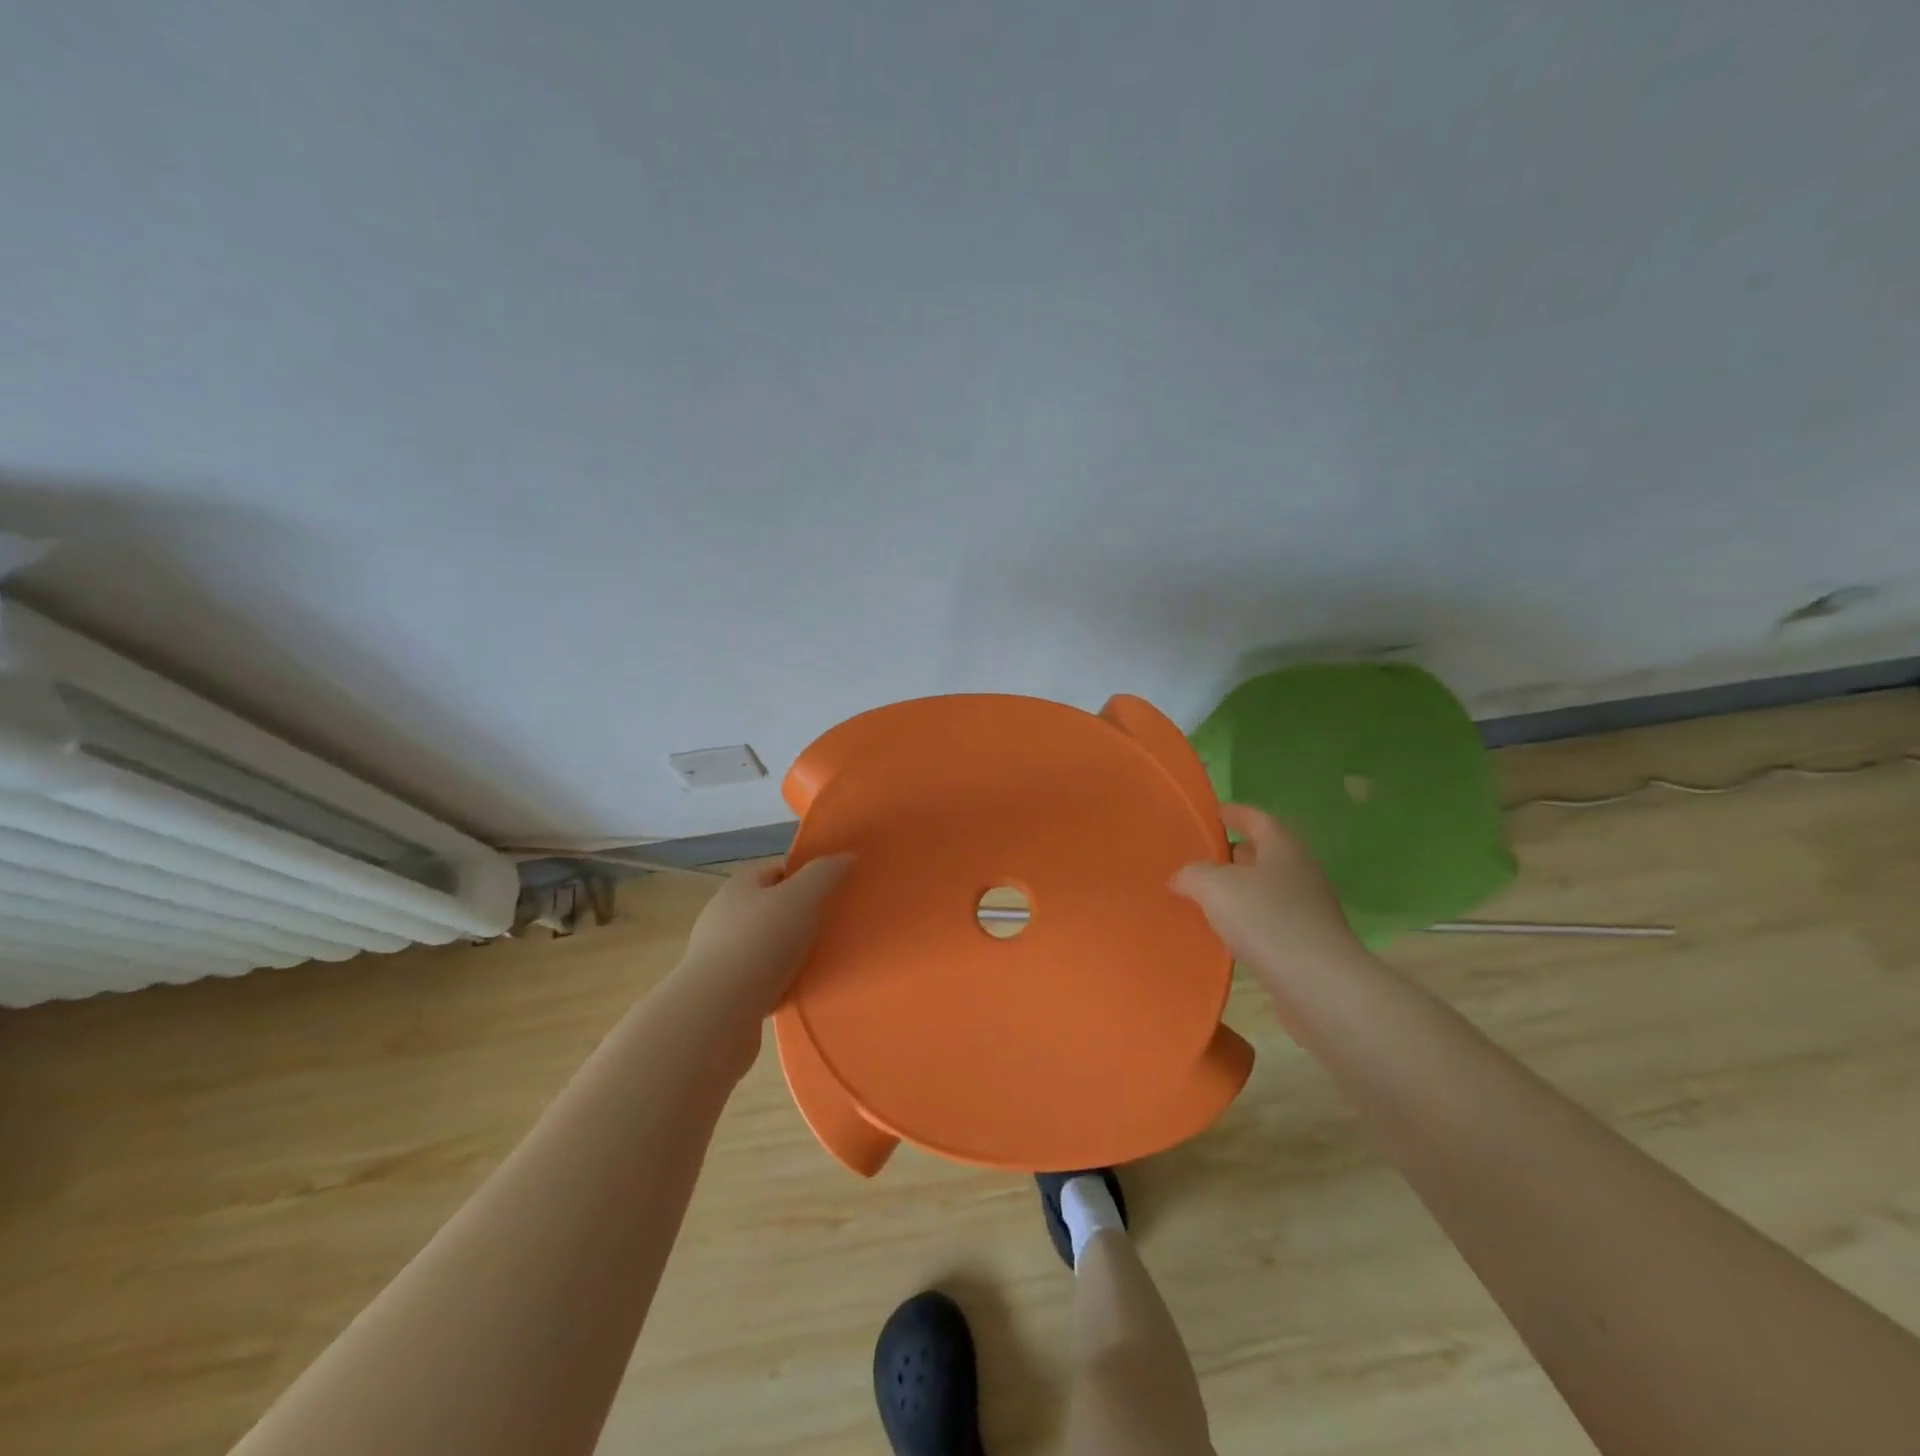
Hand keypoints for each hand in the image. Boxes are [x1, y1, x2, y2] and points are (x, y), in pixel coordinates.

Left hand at [677, 854, 854, 1020]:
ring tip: (817, 961)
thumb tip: (847, 857)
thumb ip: (825, 874)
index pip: (776, 869)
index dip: (804, 875)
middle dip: (797, 914)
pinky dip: (776, 981)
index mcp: (739, 885)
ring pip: (762, 943)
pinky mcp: (720, 990)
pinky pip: (756, 977)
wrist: (717, 1011)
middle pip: (768, 906)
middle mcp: (722, 914)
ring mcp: (717, 954)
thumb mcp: (802, 897)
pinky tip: (795, 989)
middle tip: (829, 926)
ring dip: (786, 951)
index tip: (831, 891)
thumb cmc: (761, 942)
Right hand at [1171, 804, 1361, 979]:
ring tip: (1202, 898)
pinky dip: (1247, 922)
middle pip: (1262, 854)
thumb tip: (1181, 877)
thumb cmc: (1267, 921)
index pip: (1256, 818)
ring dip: (1238, 891)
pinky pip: (1270, 922)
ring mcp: (1308, 910)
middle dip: (1231, 854)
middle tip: (1196, 859)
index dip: (1233, 813)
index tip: (1209, 814)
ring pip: (1265, 890)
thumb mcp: (1214, 886)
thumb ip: (1192, 873)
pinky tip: (1223, 935)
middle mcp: (1300, 872)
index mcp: (1283, 848)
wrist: (1318, 985)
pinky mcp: (1307, 944)